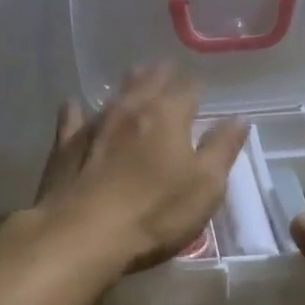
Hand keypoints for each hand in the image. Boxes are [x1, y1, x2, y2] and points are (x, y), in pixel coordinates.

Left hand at [32, 65, 248, 273]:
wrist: (82, 234)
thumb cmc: (154, 213)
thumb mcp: (204, 187)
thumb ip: (222, 149)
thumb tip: (239, 118)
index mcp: (168, 115)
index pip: (188, 89)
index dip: (196, 88)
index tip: (201, 89)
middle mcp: (131, 108)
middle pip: (150, 81)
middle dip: (162, 75)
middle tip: (168, 70)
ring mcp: (95, 123)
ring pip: (115, 94)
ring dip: (128, 85)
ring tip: (135, 76)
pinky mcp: (65, 144)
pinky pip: (72, 118)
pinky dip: (76, 110)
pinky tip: (73, 105)